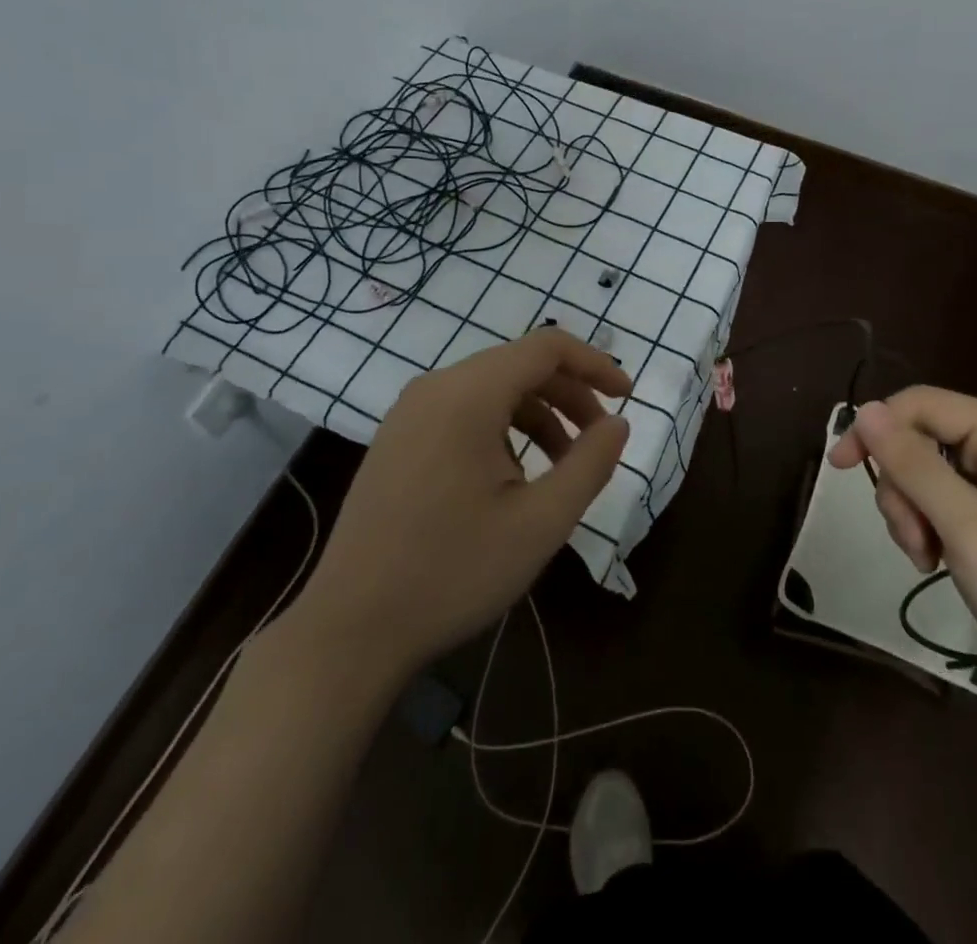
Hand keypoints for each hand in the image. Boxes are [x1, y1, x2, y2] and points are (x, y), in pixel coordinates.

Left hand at [303, 329, 631, 673]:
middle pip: (519, 365)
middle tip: (599, 439)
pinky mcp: (397, 439)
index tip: (627, 398)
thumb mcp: (540, 522)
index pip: (546, 347)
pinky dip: (503, 428)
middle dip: (569, 395)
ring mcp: (409, 412)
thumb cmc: (453, 572)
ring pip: (492, 389)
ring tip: (561, 467)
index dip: (594, 364)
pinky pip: (463, 411)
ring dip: (538, 414)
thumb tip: (617, 423)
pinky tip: (511, 478)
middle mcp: (435, 388)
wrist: (349, 630)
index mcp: (468, 395)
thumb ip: (590, 463)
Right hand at [829, 387, 976, 715]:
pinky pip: (944, 500)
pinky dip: (928, 527)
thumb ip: (912, 464)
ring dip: (912, 513)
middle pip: (920, 439)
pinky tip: (937, 561)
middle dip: (902, 487)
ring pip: (925, 472)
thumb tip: (865, 410)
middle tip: (912, 541)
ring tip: (927, 559)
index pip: (921, 404)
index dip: (875, 428)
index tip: (840, 468)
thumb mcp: (966, 527)